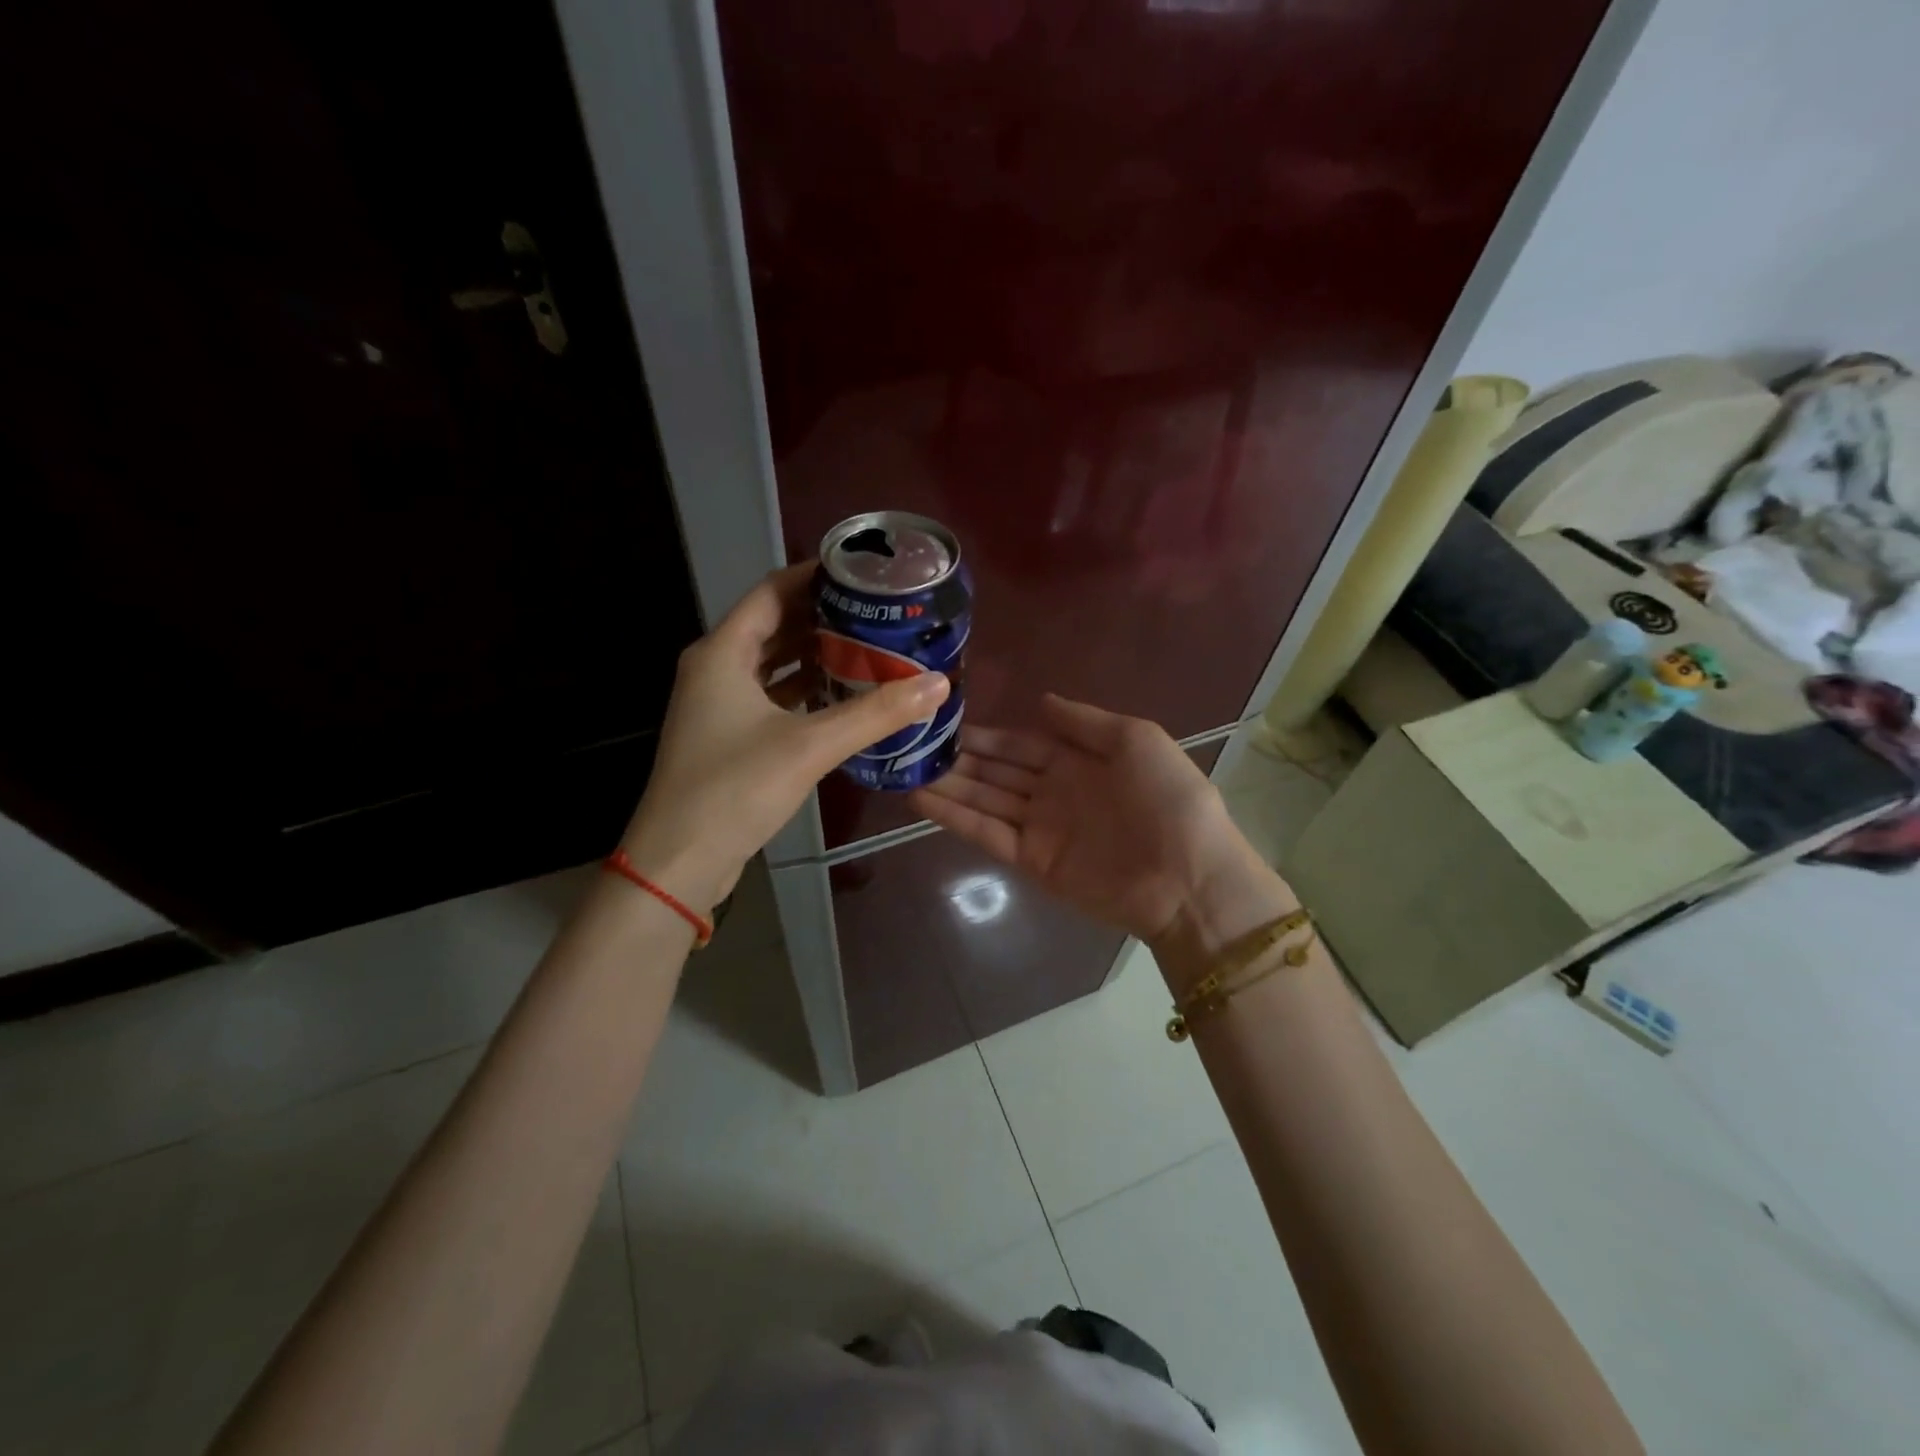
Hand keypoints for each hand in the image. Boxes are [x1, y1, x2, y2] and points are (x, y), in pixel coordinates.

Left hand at [622, 563, 949, 911]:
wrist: (680, 860)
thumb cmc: (735, 789)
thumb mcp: (810, 745)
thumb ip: (876, 713)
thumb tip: (938, 683)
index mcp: (723, 652)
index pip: (772, 591)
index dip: (816, 576)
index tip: (864, 575)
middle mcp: (715, 668)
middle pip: (773, 624)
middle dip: (823, 616)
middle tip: (877, 612)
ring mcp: (718, 704)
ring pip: (773, 663)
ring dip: (815, 654)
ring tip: (868, 647)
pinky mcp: (727, 735)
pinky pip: (771, 696)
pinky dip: (804, 690)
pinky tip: (842, 695)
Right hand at [909, 695, 1283, 957]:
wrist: (1188, 874)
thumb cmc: (1168, 798)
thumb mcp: (1136, 739)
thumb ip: (1084, 722)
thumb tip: (1040, 701)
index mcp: (1078, 761)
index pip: (1021, 745)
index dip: (988, 736)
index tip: (948, 723)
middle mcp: (1053, 792)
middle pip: (997, 773)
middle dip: (960, 760)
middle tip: (916, 745)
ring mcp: (1040, 828)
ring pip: (984, 801)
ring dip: (948, 786)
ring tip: (907, 769)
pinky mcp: (1031, 861)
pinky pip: (987, 834)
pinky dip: (954, 817)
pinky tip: (921, 799)